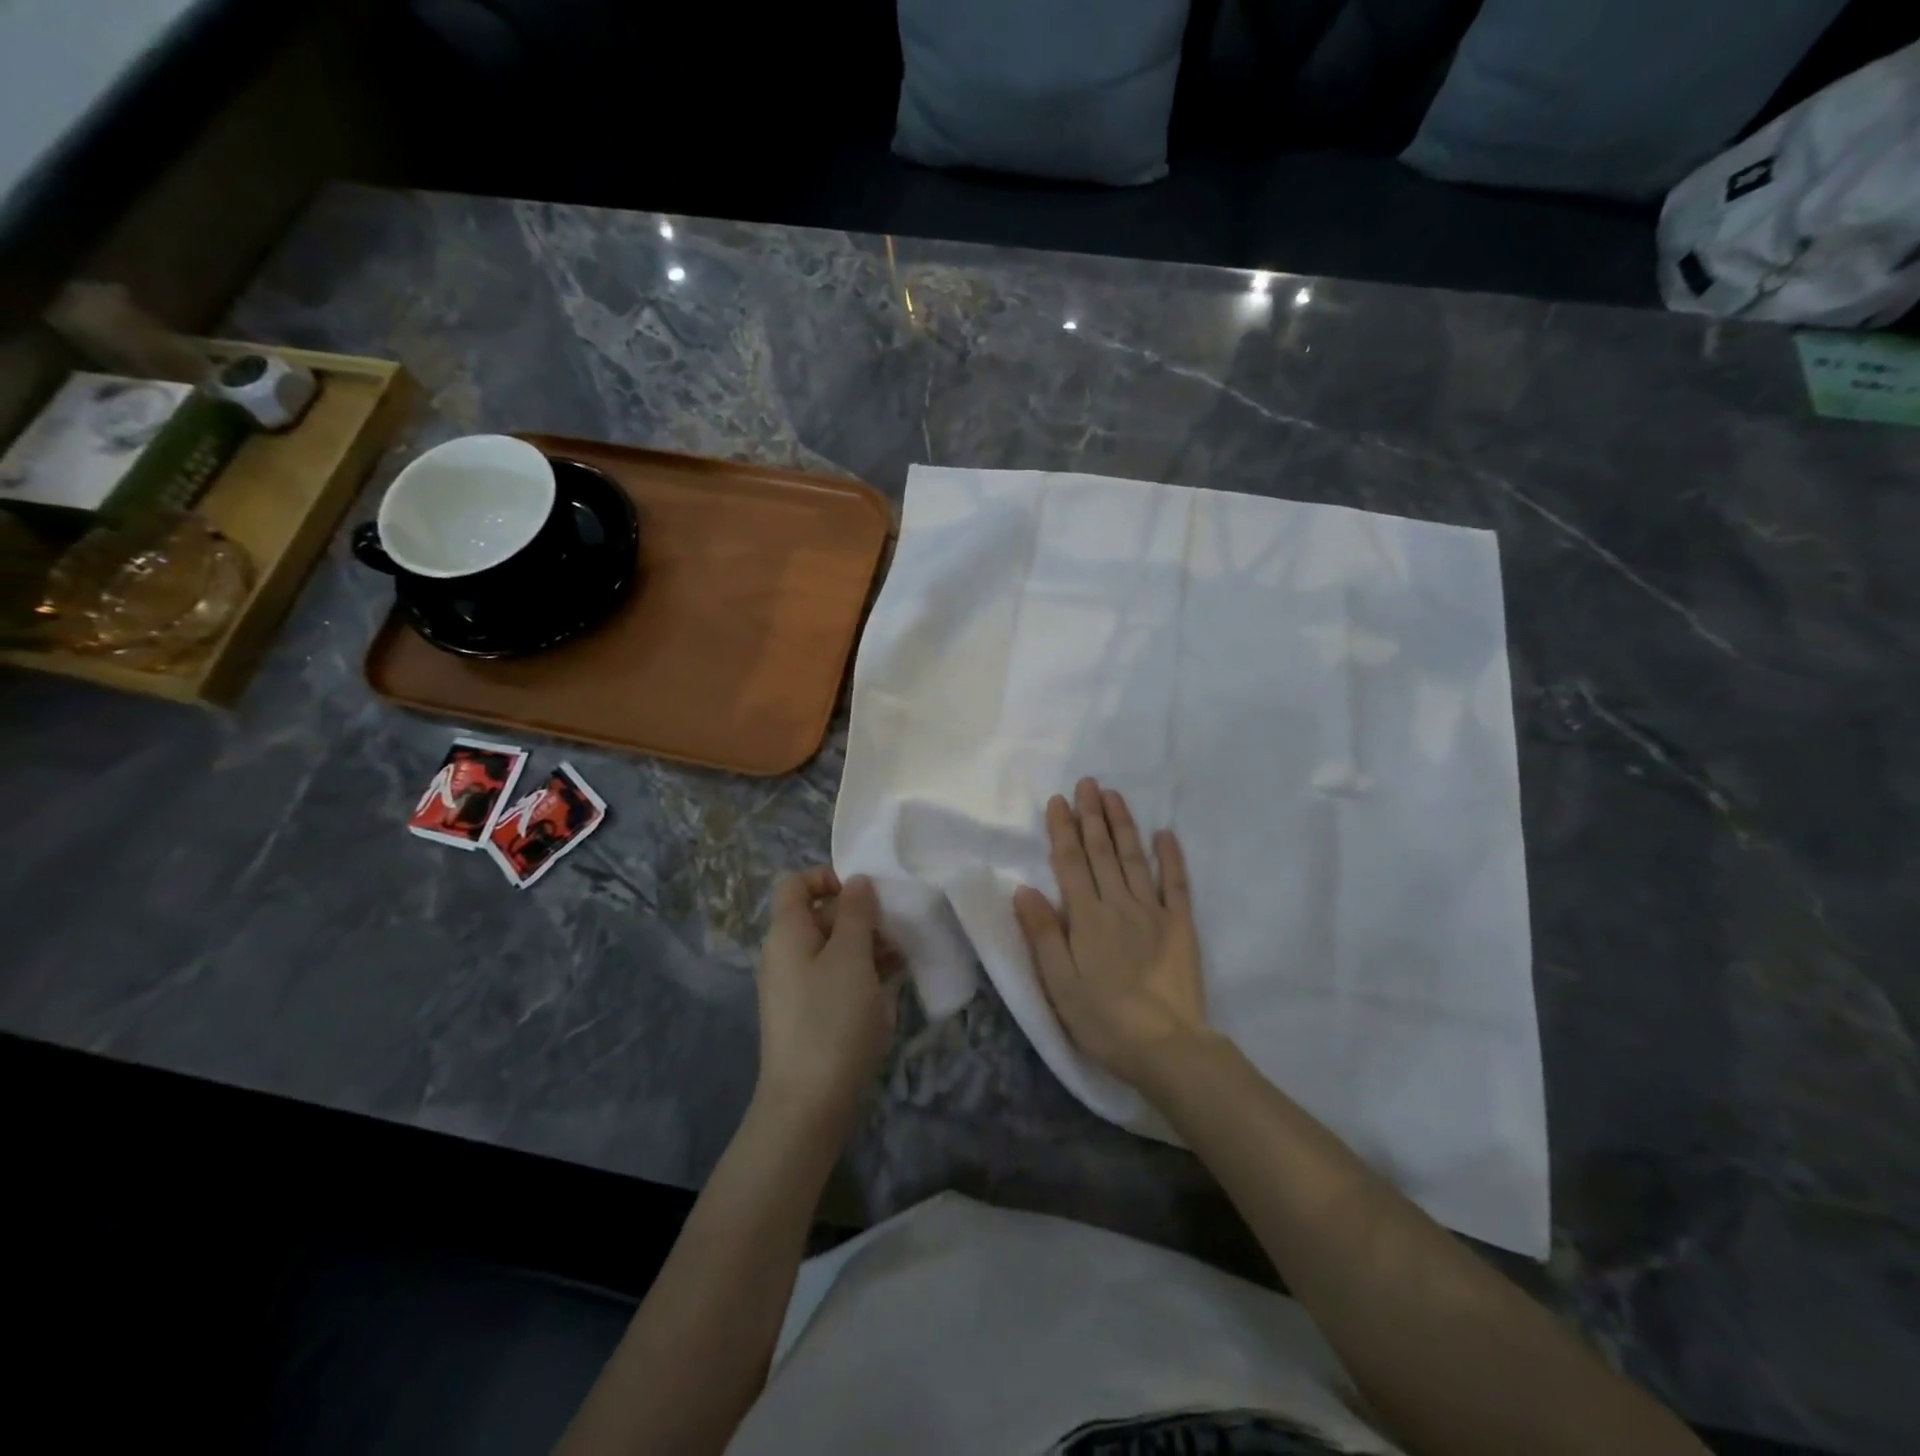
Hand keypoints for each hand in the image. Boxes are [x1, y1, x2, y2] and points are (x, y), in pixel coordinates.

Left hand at [754, 868, 896, 1130]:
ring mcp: (800, 986)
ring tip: (904, 956)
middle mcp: (787, 954)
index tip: (866, 891)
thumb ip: (856, 913)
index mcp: (787, 933)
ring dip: (869, 945)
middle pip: (821, 915)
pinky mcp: (814, 1013)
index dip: (828, 877)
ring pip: (836, 948)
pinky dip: (864, 972)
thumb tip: (857, 881)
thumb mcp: (850, 957)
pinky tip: (894, 981)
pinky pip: (839, 977)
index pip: (796, 884)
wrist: (809, 1104)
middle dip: (861, 915)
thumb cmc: (831, 1019)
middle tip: (898, 927)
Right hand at [1014, 778, 1209, 1087]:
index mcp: (1086, 918)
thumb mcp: (1059, 984)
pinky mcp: (1180, 926)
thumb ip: (1042, 934)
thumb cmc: (1104, 1020)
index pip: (1070, 863)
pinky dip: (1171, 857)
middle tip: (1088, 783)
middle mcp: (1118, 904)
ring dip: (1123, 825)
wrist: (1167, 1047)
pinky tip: (1165, 834)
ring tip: (1114, 796)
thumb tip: (1024, 888)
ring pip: (1134, 858)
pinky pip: (1176, 884)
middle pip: (1102, 852)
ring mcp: (1153, 912)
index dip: (1063, 830)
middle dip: (1092, 815)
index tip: (1058, 800)